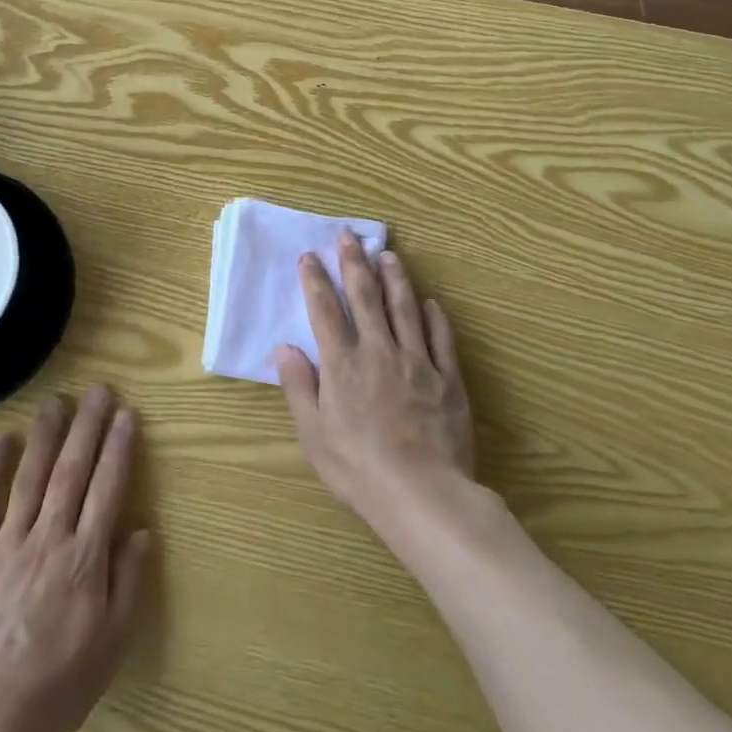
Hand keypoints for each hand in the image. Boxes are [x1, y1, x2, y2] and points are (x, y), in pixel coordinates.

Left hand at [0, 387, 150, 731]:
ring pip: (31, 478)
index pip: (107, 490)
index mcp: (84, 559)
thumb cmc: (57, 685)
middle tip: (97, 391)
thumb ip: (127, 583)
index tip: (125, 414)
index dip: (117, 449)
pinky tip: (3, 440)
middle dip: (87, 427)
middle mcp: (48, 538)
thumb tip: (141, 530)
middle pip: (71, 472)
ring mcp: (7, 543)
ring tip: (56, 401)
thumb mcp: (110, 646)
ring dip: (46, 436)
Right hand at [271, 233, 474, 535]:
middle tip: (349, 236)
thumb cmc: (359, 469)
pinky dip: (434, 317)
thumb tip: (283, 348)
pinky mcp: (448, 379)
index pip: (325, 310)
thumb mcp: (314, 434)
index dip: (316, 280)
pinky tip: (430, 302)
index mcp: (342, 364)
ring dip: (395, 278)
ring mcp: (417, 362)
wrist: (423, 496)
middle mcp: (378, 352)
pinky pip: (441, 339)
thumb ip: (299, 387)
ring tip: (388, 255)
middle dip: (354, 263)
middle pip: (365, 297)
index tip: (310, 256)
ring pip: (404, 308)